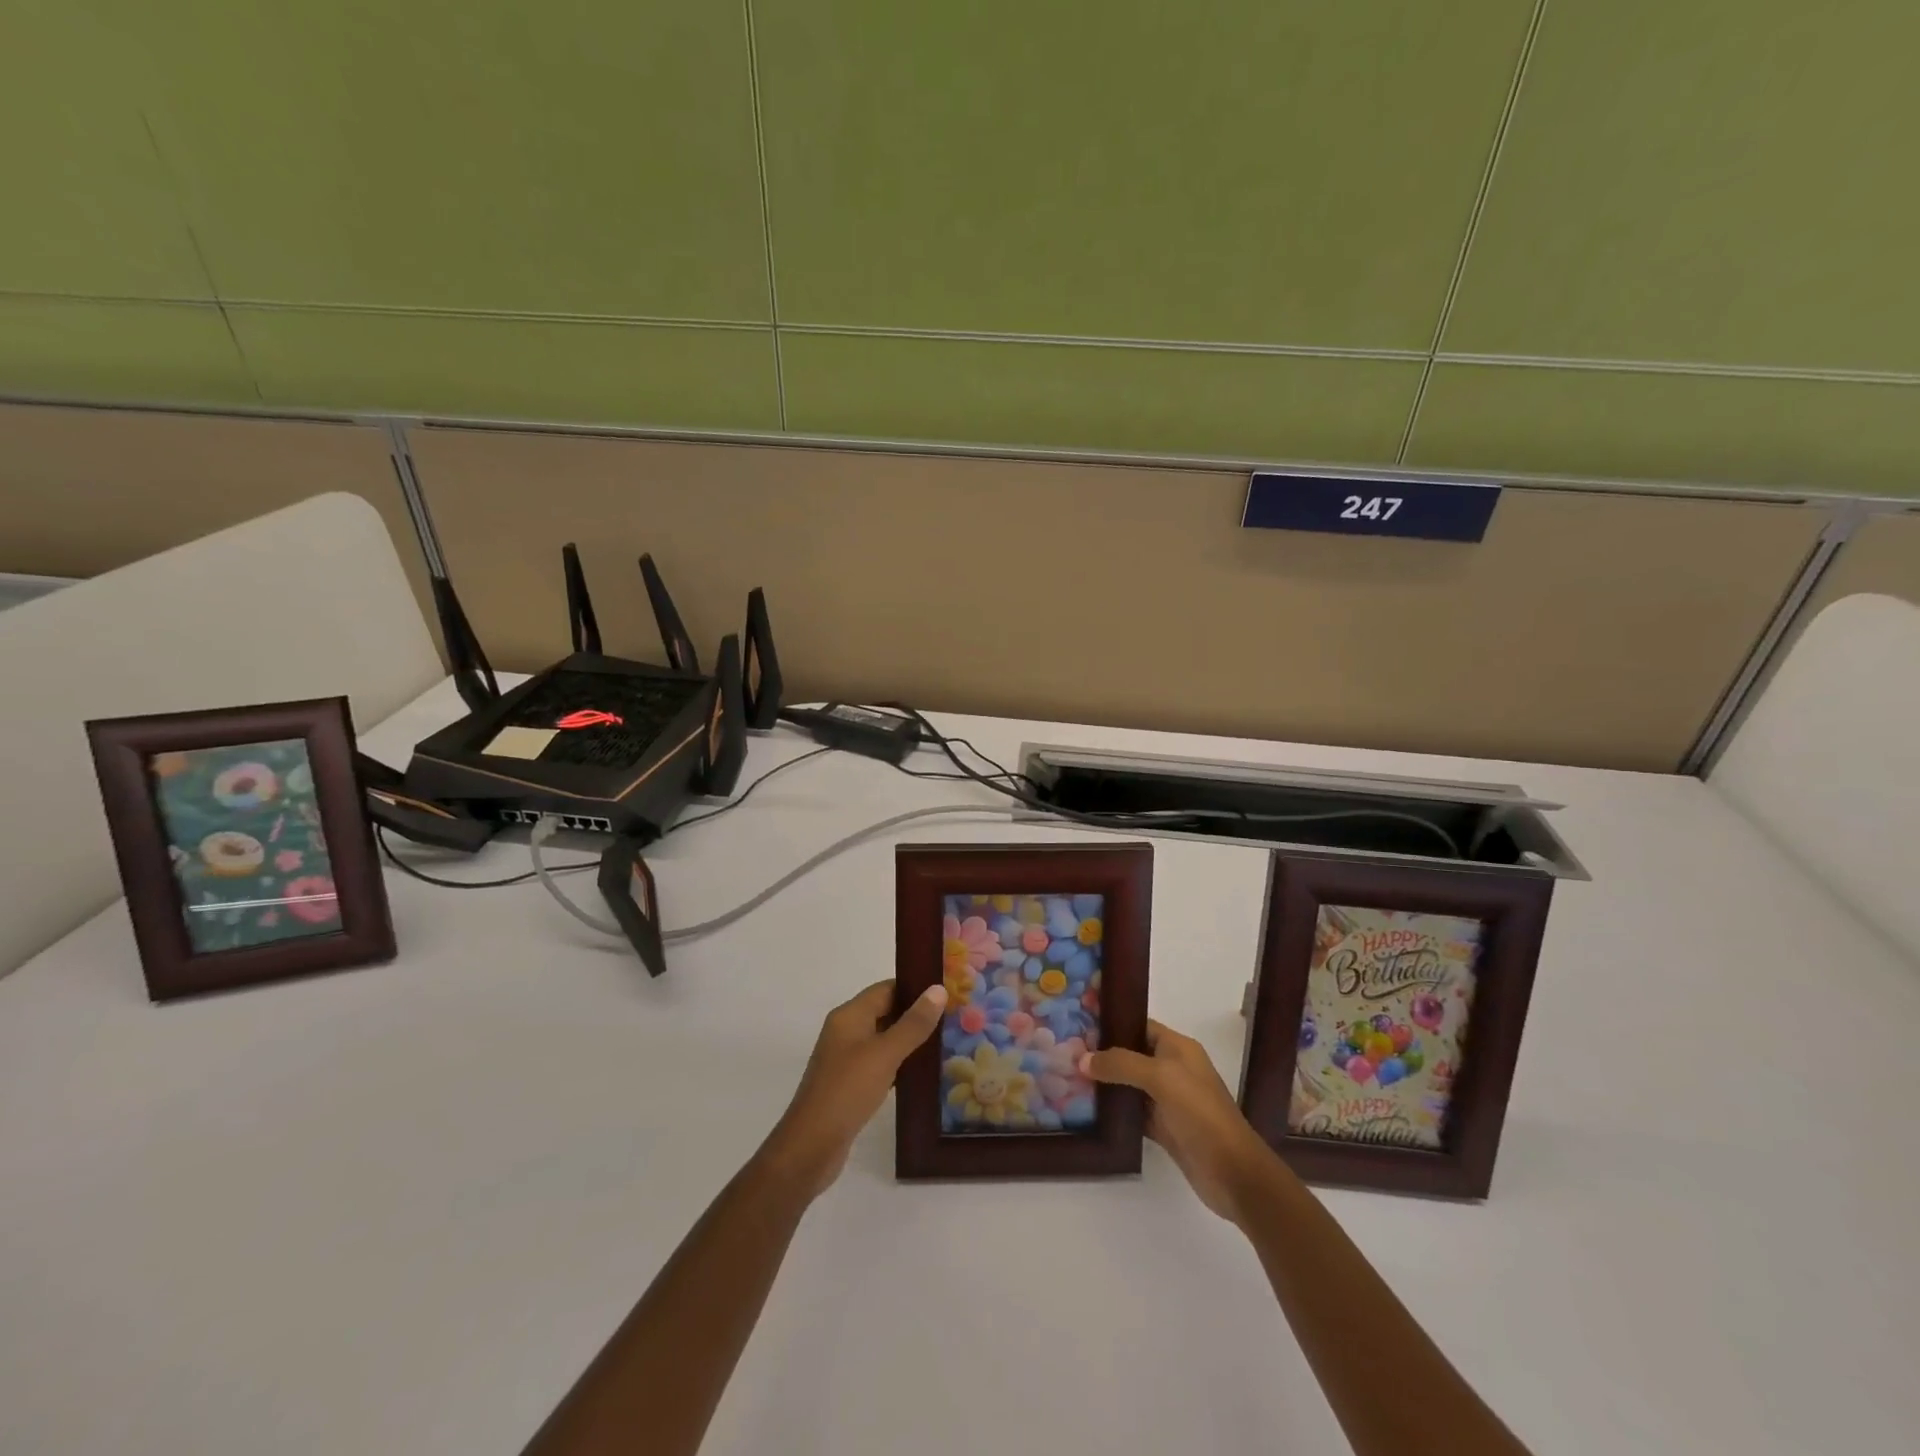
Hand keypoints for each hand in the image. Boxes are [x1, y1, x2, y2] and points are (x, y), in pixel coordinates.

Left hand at [762, 980, 946, 1199]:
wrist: (811, 1146)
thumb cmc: (847, 1091)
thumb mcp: (885, 1053)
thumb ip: (913, 1023)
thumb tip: (938, 989)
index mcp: (849, 1016)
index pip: (886, 989)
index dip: (915, 988)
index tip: (947, 992)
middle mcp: (845, 1031)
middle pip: (885, 1012)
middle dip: (916, 1014)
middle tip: (953, 1018)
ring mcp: (846, 1059)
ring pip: (884, 1039)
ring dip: (910, 1040)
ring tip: (945, 1043)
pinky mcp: (850, 1084)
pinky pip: (879, 1064)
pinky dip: (899, 1064)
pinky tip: (922, 1074)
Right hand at [1082, 1019, 1276, 1222]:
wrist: (1232, 1172)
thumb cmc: (1199, 1113)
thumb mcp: (1161, 1077)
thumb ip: (1120, 1064)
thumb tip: (1082, 1059)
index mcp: (1177, 1047)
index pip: (1139, 1025)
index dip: (1111, 1021)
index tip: (1079, 1020)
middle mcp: (1172, 1068)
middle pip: (1131, 1053)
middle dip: (1102, 1052)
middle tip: (1066, 1052)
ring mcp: (1167, 1100)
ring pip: (1129, 1083)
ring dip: (1105, 1082)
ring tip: (1068, 1076)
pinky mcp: (1163, 1127)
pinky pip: (1132, 1111)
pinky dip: (1114, 1109)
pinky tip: (1088, 1109)